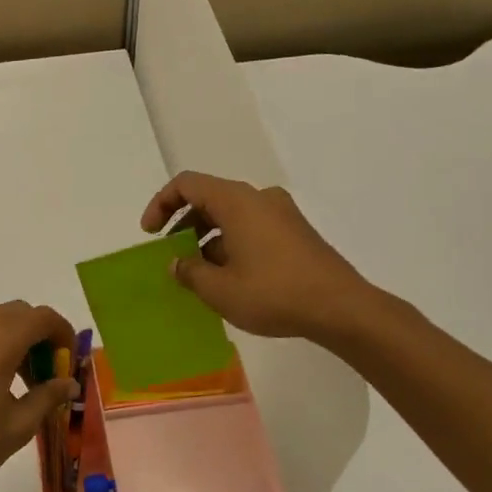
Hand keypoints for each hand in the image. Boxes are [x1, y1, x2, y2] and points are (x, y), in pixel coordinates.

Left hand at [0, 301, 75, 491]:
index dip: (63, 334)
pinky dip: (3, 346)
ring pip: (2, 322)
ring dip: (23, 341)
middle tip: (52, 373)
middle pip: (22, 314)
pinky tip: (4, 384)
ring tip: (30, 385)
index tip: (70, 364)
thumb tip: (69, 383)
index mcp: (0, 340)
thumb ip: (48, 397)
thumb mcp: (19, 425)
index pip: (43, 317)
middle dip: (43, 336)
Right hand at [141, 172, 372, 340]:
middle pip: (209, 198)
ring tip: (198, 273)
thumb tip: (177, 264)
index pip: (187, 184)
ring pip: (231, 215)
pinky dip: (231, 243)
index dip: (161, 204)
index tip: (150, 234)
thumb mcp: (219, 289)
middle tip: (171, 255)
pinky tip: (229, 277)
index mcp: (237, 201)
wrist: (341, 307)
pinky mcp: (296, 232)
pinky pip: (252, 227)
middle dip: (183, 224)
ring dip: (207, 237)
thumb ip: (189, 272)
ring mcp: (282, 213)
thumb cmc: (274, 293)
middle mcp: (259, 198)